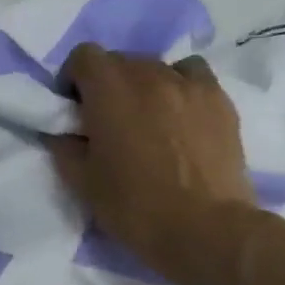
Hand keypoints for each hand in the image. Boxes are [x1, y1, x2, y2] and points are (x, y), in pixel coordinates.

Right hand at [47, 44, 263, 284]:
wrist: (203, 229)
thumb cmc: (134, 207)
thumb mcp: (82, 183)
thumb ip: (65, 148)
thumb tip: (64, 133)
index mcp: (110, 92)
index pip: (84, 56)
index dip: (73, 78)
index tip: (73, 109)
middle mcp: (150, 75)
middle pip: (120, 60)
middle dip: (106, 84)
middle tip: (106, 121)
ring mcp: (190, 84)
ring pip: (157, 67)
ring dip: (142, 85)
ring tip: (146, 119)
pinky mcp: (220, 100)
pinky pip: (192, 77)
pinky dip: (178, 88)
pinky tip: (178, 117)